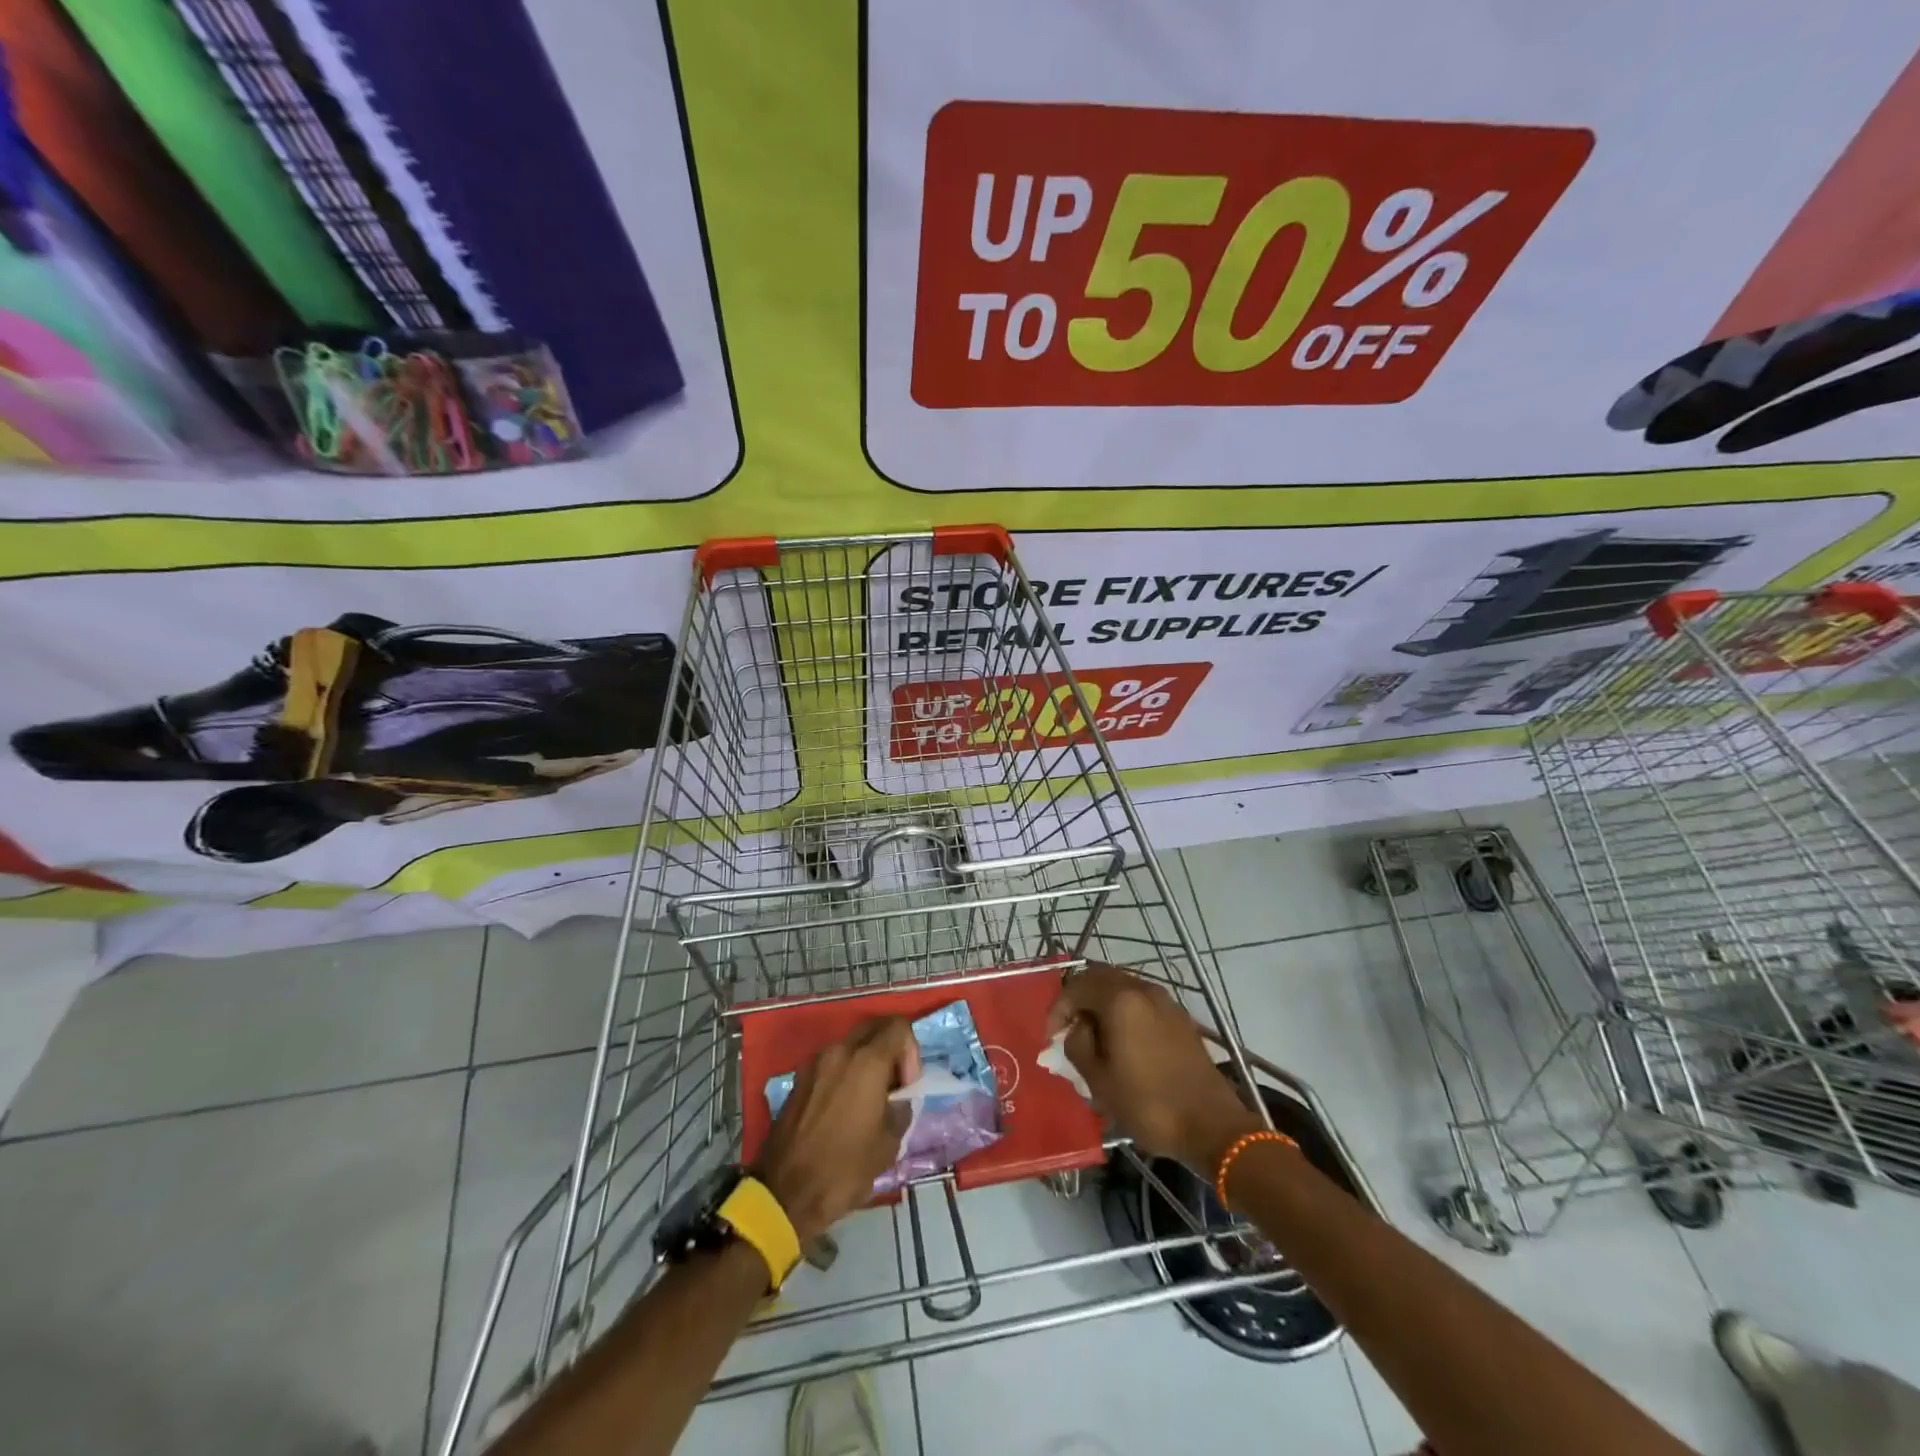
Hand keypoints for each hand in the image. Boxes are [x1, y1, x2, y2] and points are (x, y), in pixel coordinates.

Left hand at [753, 1018, 919, 1242]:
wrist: (783, 1194)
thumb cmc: (843, 1169)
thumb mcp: (888, 1144)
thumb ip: (901, 1108)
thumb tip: (898, 1099)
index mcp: (866, 1061)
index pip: (898, 1026)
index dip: (911, 1051)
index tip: (907, 1085)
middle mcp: (840, 1051)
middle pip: (874, 1027)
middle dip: (891, 1048)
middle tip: (893, 1085)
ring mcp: (815, 1062)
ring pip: (851, 1043)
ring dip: (867, 1060)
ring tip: (870, 1099)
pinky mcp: (800, 1078)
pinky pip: (832, 1060)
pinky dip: (846, 1071)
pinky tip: (845, 1107)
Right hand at [1048, 965, 1260, 1170]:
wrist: (1212, 1126)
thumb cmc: (1148, 1103)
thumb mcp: (1099, 1080)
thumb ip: (1077, 1044)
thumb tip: (1078, 1029)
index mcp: (1120, 999)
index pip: (1076, 987)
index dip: (1058, 1009)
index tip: (1051, 1038)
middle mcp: (1143, 989)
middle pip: (1100, 978)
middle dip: (1079, 1000)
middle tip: (1069, 1029)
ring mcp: (1166, 1001)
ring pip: (1122, 989)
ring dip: (1102, 1005)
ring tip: (1094, 1038)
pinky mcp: (1180, 1018)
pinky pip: (1141, 1003)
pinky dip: (1124, 1013)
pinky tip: (1123, 1043)